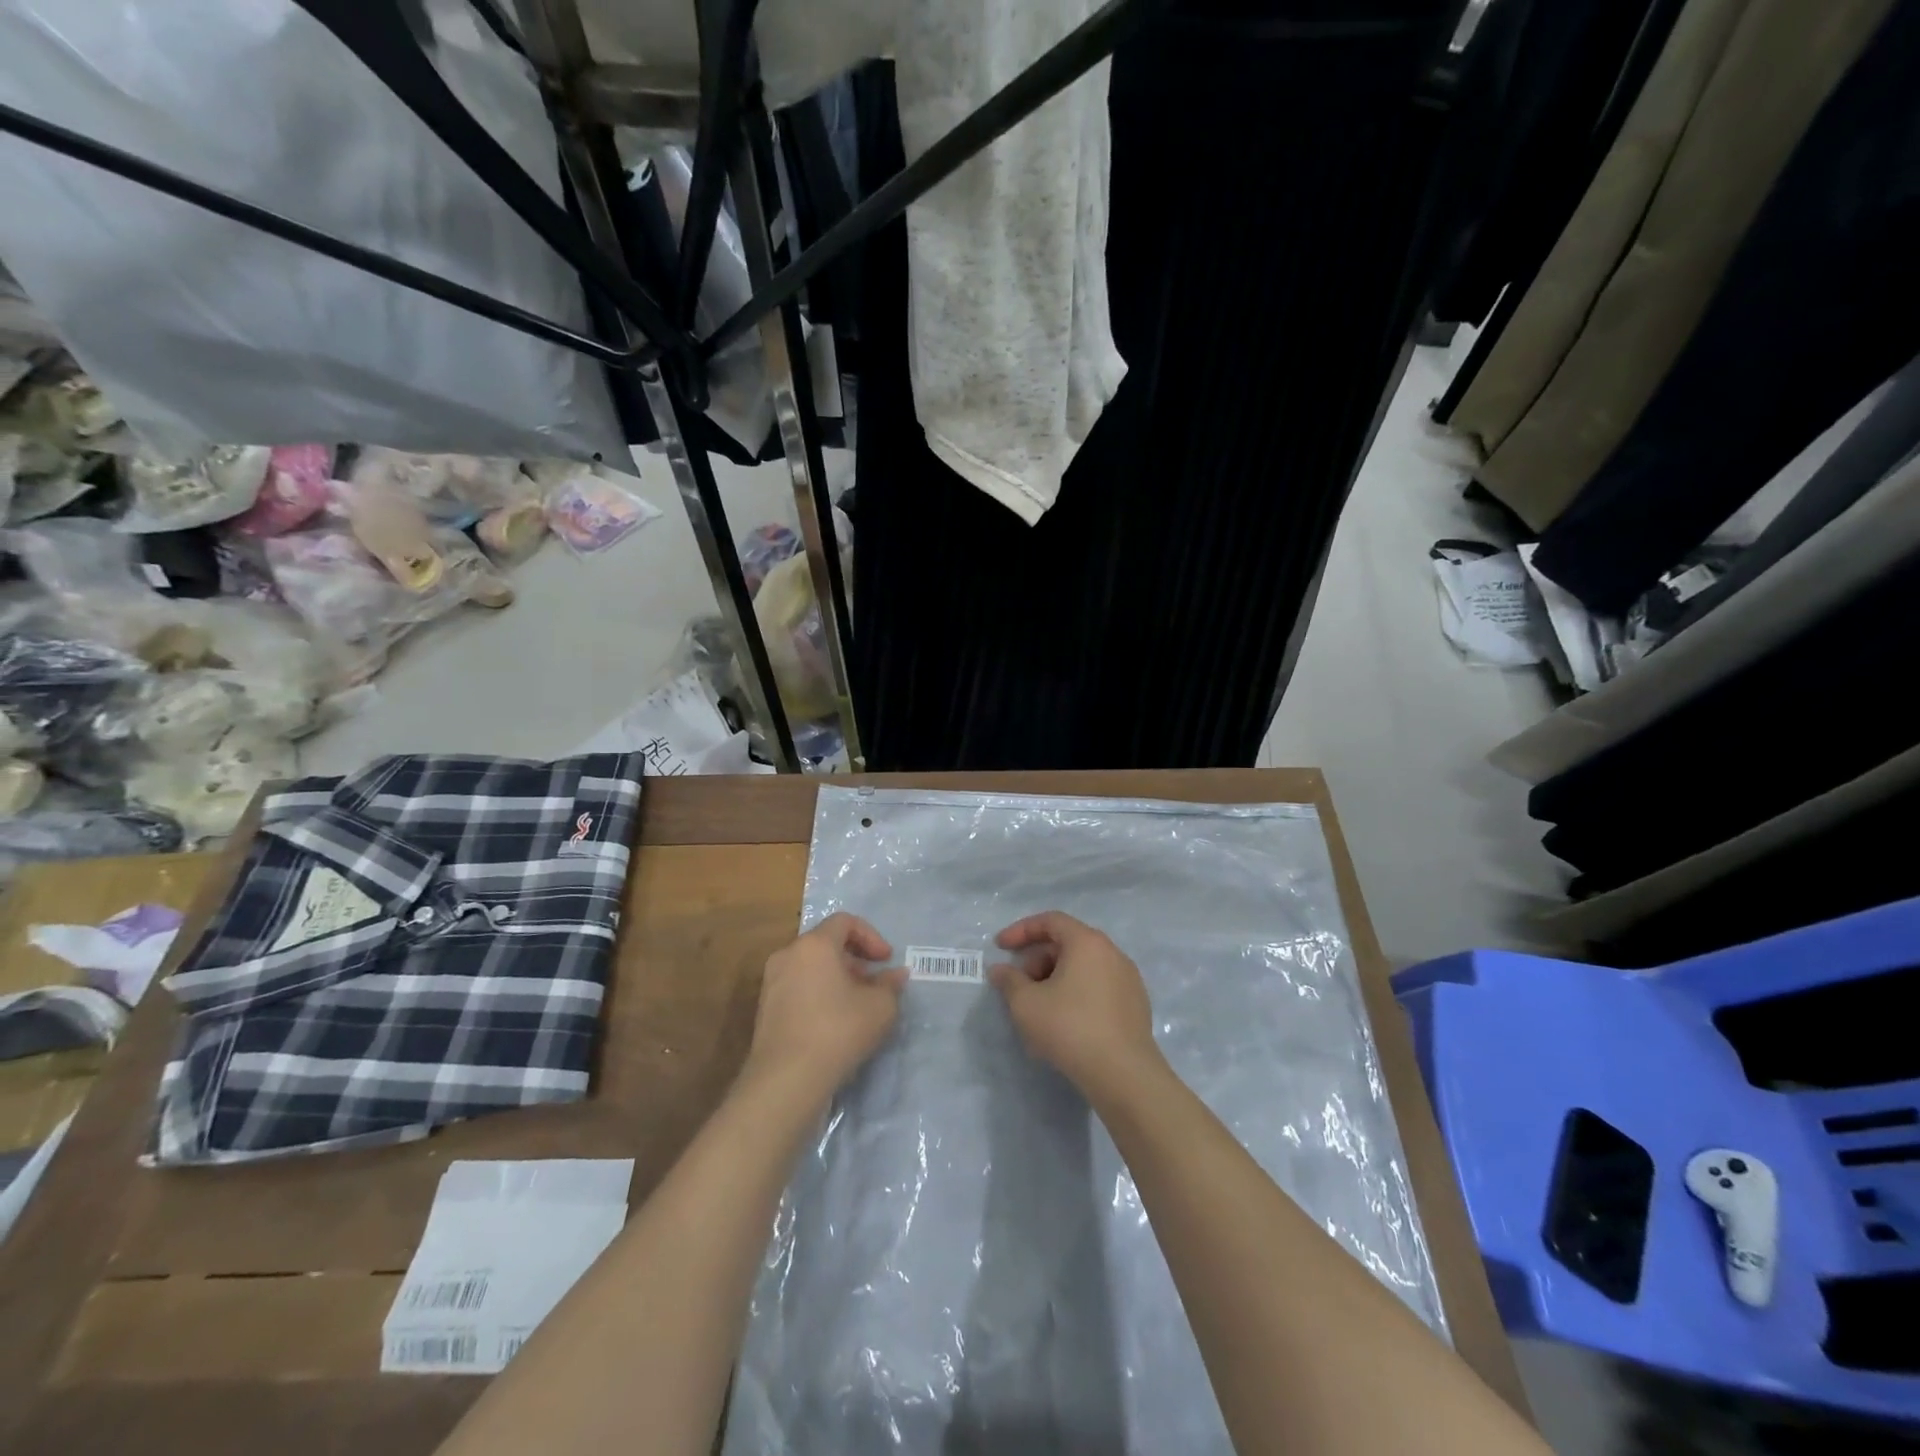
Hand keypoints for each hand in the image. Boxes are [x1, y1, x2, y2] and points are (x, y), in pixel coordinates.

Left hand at [745, 913, 905, 1101]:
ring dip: (836, 977)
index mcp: (814, 945)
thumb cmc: (838, 1031)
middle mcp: (788, 955)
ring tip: (856, 1003)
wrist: (786, 1079)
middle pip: (825, 943)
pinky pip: (797, 987)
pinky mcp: (764, 1009)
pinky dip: (818, 992)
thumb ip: (890, 985)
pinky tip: (833, 1021)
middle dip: (854, 958)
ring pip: (810, 966)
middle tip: (873, 982)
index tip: (886, 960)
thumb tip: (896, 975)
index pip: (844, 921)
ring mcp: (771, 982)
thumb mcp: (880, 1007)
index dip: (871, 936)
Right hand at [989, 911, 1163, 1103]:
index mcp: (1087, 942)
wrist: (1123, 1073)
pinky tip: (1065, 1022)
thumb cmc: (1069, 1028)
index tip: (1000, 947)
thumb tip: (1000, 970)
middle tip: (1019, 985)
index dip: (1021, 931)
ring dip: (1056, 978)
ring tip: (1039, 1007)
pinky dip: (1077, 993)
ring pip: (1084, 967)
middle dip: (1037, 959)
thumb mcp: (1026, 1004)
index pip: (1050, 921)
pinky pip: (1099, 987)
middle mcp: (1112, 952)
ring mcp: (1128, 979)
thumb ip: (1009, 981)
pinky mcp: (1136, 1005)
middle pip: (1068, 944)